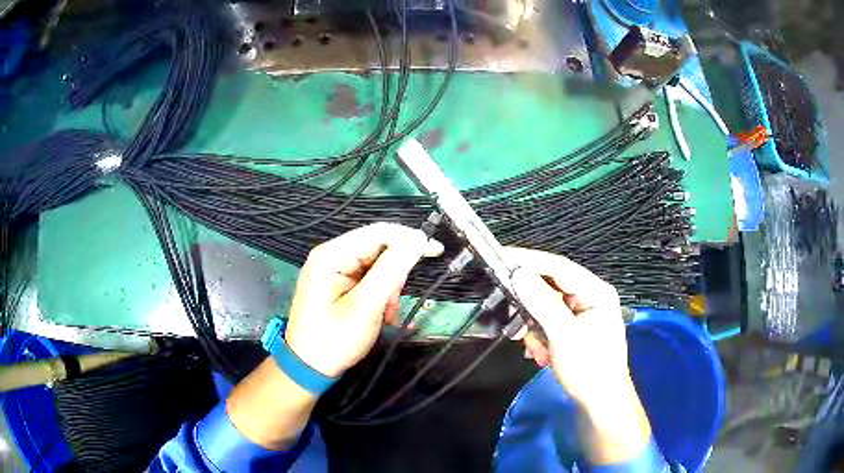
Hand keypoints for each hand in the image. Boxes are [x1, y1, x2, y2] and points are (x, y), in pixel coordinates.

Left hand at [284, 223, 442, 377]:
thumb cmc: (334, 339)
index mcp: (331, 255)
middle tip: (397, 301)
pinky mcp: (338, 283)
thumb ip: (391, 270)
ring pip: (377, 265)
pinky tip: (382, 313)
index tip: (436, 250)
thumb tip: (418, 240)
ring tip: (388, 313)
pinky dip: (381, 294)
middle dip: (395, 272)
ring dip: (389, 287)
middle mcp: (331, 255)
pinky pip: (369, 278)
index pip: (378, 232)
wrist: (309, 368)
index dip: (409, 237)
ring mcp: (333, 269)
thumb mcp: (365, 306)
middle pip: (378, 247)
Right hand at [506, 248, 650, 464]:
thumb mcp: (565, 337)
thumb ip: (542, 304)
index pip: (559, 267)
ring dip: (533, 328)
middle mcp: (589, 297)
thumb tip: (519, 274)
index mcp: (596, 292)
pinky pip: (546, 322)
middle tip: (513, 321)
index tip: (502, 257)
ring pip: (544, 307)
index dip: (530, 260)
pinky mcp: (572, 328)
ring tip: (535, 350)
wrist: (599, 404)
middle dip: (530, 308)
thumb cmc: (589, 371)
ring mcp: (580, 313)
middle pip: (550, 287)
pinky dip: (538, 337)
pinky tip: (540, 355)